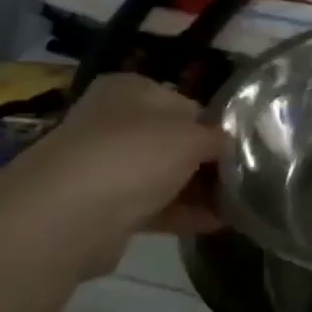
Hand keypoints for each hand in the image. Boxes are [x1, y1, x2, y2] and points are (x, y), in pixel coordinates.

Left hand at [0, 74, 223, 276]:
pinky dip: (183, 212)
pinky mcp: (101, 208)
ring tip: (239, 203)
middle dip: (207, 161)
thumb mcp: (192, 136)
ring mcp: (104, 165)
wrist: (65, 218)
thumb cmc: (134, 155)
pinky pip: (152, 205)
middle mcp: (113, 121)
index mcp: (130, 89)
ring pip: (163, 174)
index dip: (216, 125)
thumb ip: (219, 138)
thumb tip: (232, 143)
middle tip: (245, 177)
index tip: (243, 148)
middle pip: (174, 140)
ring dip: (198, 189)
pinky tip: (217, 222)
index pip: (187, 103)